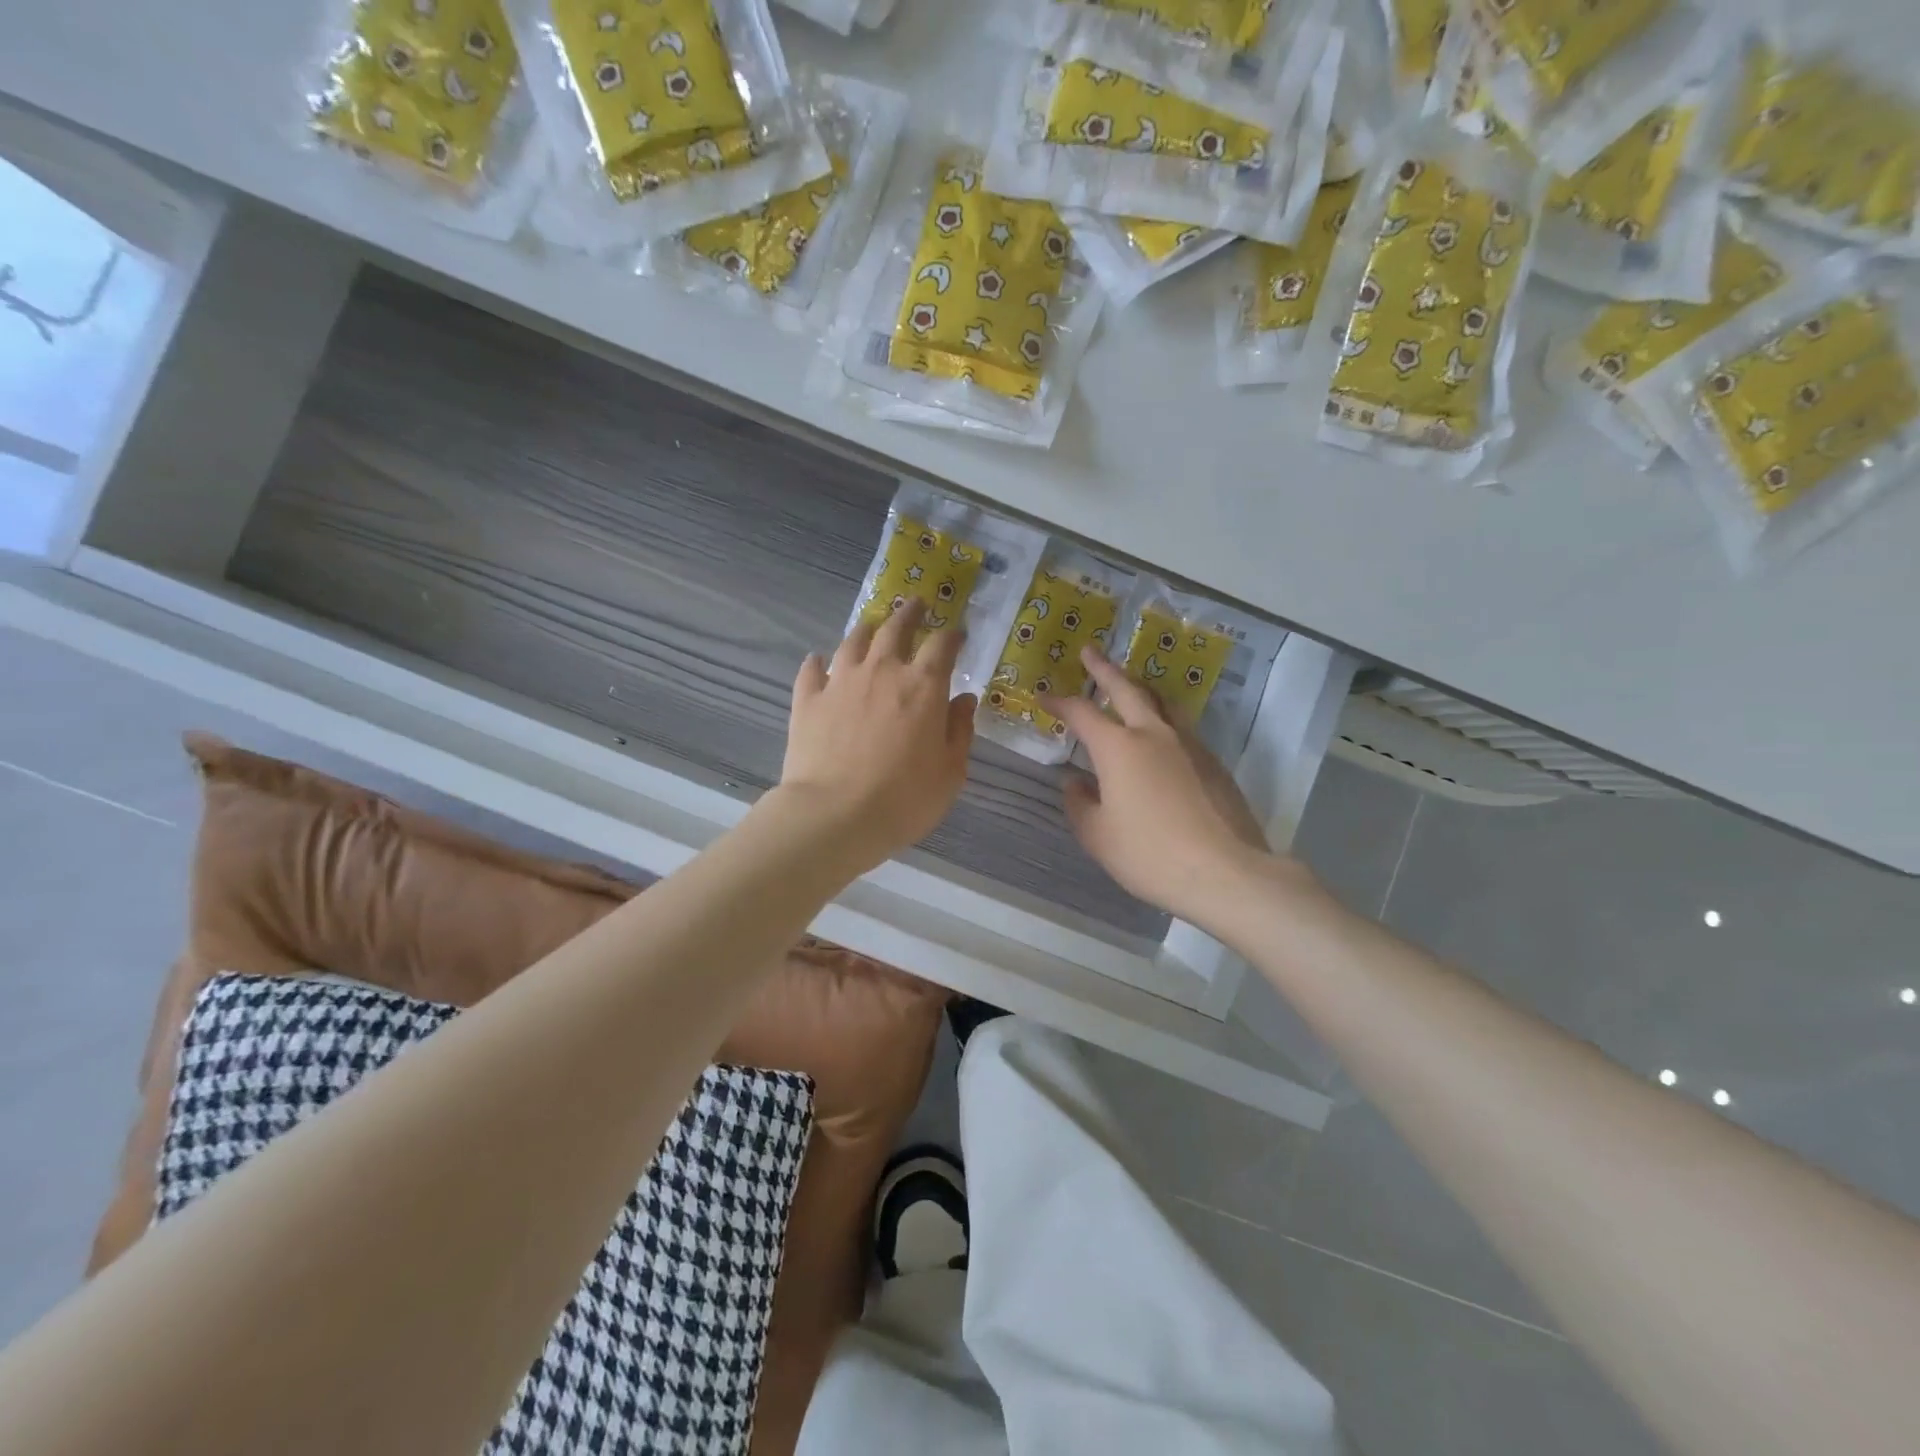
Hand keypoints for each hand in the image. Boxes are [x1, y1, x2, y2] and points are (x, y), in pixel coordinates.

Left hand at [779, 599, 976, 872]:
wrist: (835, 816)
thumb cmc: (904, 799)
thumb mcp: (950, 773)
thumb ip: (960, 731)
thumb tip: (964, 700)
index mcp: (923, 686)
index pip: (942, 645)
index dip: (952, 635)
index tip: (957, 634)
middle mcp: (882, 671)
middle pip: (896, 628)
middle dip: (909, 614)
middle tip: (916, 605)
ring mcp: (840, 682)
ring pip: (853, 640)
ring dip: (866, 629)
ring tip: (871, 626)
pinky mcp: (808, 700)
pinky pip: (812, 670)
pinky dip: (818, 663)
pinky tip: (818, 662)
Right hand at [1043, 647, 1307, 928]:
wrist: (1225, 872)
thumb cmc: (1150, 855)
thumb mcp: (1098, 837)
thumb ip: (1080, 805)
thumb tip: (1076, 783)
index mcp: (1118, 748)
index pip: (1082, 713)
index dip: (1060, 702)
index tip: (1044, 697)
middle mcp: (1154, 734)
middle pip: (1126, 689)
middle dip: (1104, 669)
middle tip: (1090, 651)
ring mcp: (1189, 745)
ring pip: (1161, 702)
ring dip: (1139, 688)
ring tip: (1129, 684)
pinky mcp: (1213, 762)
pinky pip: (1181, 727)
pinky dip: (1163, 718)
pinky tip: (1160, 737)